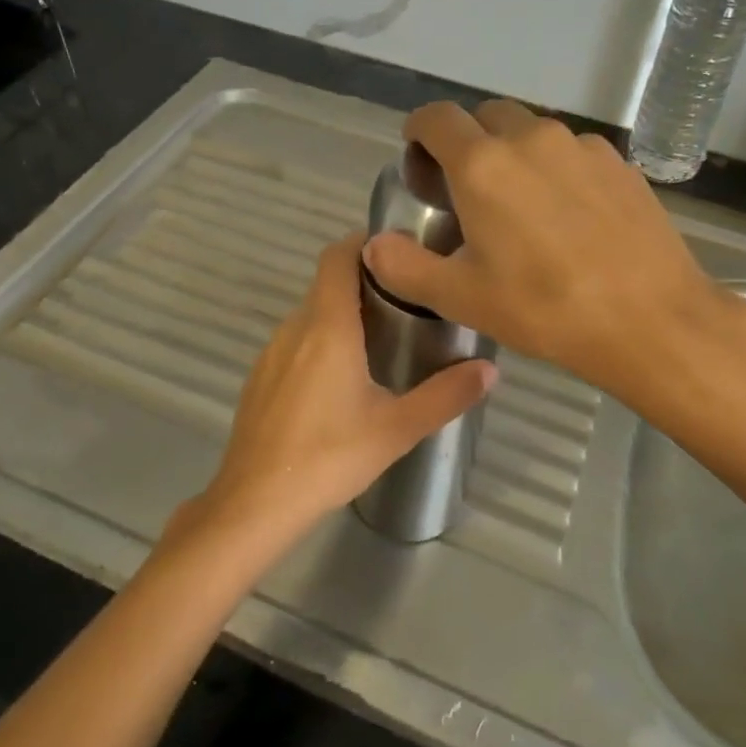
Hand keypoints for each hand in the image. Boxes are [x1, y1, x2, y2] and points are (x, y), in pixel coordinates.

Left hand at [178, 234, 497, 553]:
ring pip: (309, 315)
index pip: (337, 257)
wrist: (254, 502)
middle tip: (406, 303)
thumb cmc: (329, 457)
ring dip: (340, 316)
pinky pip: (293, 342)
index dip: (362, 243)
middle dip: (363, 284)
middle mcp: (294, 328)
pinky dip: (318, 342)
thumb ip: (446, 395)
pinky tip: (338, 383)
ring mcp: (270, 352)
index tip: (397, 254)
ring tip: (379, 341)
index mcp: (327, 327)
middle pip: (326, 284)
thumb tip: (491, 370)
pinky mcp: (259, 377)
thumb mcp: (397, 429)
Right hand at [362, 100, 745, 400]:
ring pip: (532, 132)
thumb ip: (405, 266)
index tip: (417, 156)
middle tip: (466, 189)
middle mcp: (531, 139)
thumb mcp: (461, 297)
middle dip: (466, 140)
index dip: (419, 131)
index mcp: (482, 165)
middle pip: (486, 116)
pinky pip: (572, 151)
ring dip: (513, 153)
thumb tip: (373, 245)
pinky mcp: (619, 164)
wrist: (650, 319)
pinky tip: (568, 215)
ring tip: (520, 205)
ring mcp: (581, 147)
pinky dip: (556, 168)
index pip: (437, 118)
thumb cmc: (544, 307)